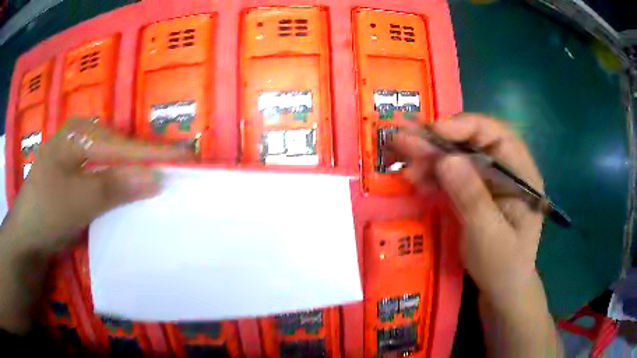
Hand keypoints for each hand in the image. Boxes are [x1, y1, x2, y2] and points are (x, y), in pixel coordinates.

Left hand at [2, 119, 193, 254]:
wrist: (27, 237)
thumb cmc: (47, 213)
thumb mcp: (79, 201)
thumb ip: (115, 187)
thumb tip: (155, 178)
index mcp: (78, 134)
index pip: (122, 145)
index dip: (153, 153)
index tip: (186, 154)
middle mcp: (80, 139)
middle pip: (118, 149)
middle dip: (144, 160)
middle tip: (174, 168)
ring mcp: (77, 157)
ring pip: (112, 163)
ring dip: (132, 173)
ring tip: (158, 178)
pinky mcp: (76, 175)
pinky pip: (103, 175)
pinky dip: (118, 184)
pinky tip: (130, 190)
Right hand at [393, 113, 543, 307]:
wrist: (501, 289)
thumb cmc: (503, 266)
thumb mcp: (489, 236)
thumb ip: (471, 197)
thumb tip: (446, 159)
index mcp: (522, 175)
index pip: (498, 135)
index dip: (466, 126)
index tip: (435, 130)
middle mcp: (506, 170)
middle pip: (473, 142)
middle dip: (439, 140)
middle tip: (404, 138)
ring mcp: (489, 181)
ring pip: (459, 156)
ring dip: (430, 156)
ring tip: (402, 156)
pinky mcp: (475, 191)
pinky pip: (452, 175)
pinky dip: (432, 175)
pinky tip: (415, 177)